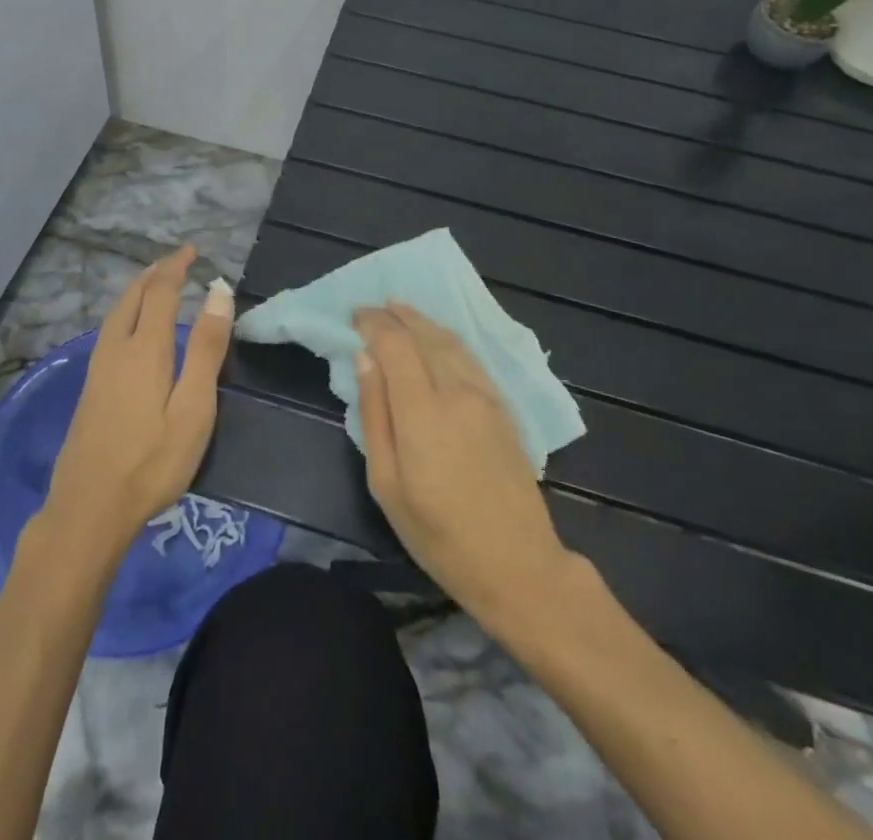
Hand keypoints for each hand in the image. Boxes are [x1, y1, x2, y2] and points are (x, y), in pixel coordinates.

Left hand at [41, 246, 232, 560]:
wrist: (88, 509)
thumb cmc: (151, 462)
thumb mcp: (193, 409)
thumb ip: (207, 349)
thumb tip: (219, 292)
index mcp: (145, 348)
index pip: (161, 291)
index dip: (176, 266)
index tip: (193, 251)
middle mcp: (117, 348)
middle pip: (133, 295)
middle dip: (155, 273)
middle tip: (178, 261)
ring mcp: (98, 367)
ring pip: (117, 312)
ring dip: (139, 290)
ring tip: (157, 283)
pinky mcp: (90, 386)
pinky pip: (111, 329)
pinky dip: (128, 310)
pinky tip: (134, 327)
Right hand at [355, 302, 573, 628]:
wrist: (518, 565)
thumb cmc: (439, 535)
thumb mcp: (387, 485)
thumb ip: (374, 415)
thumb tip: (364, 360)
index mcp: (423, 411)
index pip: (395, 344)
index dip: (373, 323)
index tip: (354, 316)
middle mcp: (456, 391)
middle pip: (424, 335)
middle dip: (395, 316)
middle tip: (371, 308)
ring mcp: (485, 396)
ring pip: (450, 341)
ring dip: (422, 320)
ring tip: (400, 309)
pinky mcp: (503, 406)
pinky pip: (471, 356)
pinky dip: (448, 338)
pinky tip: (438, 337)